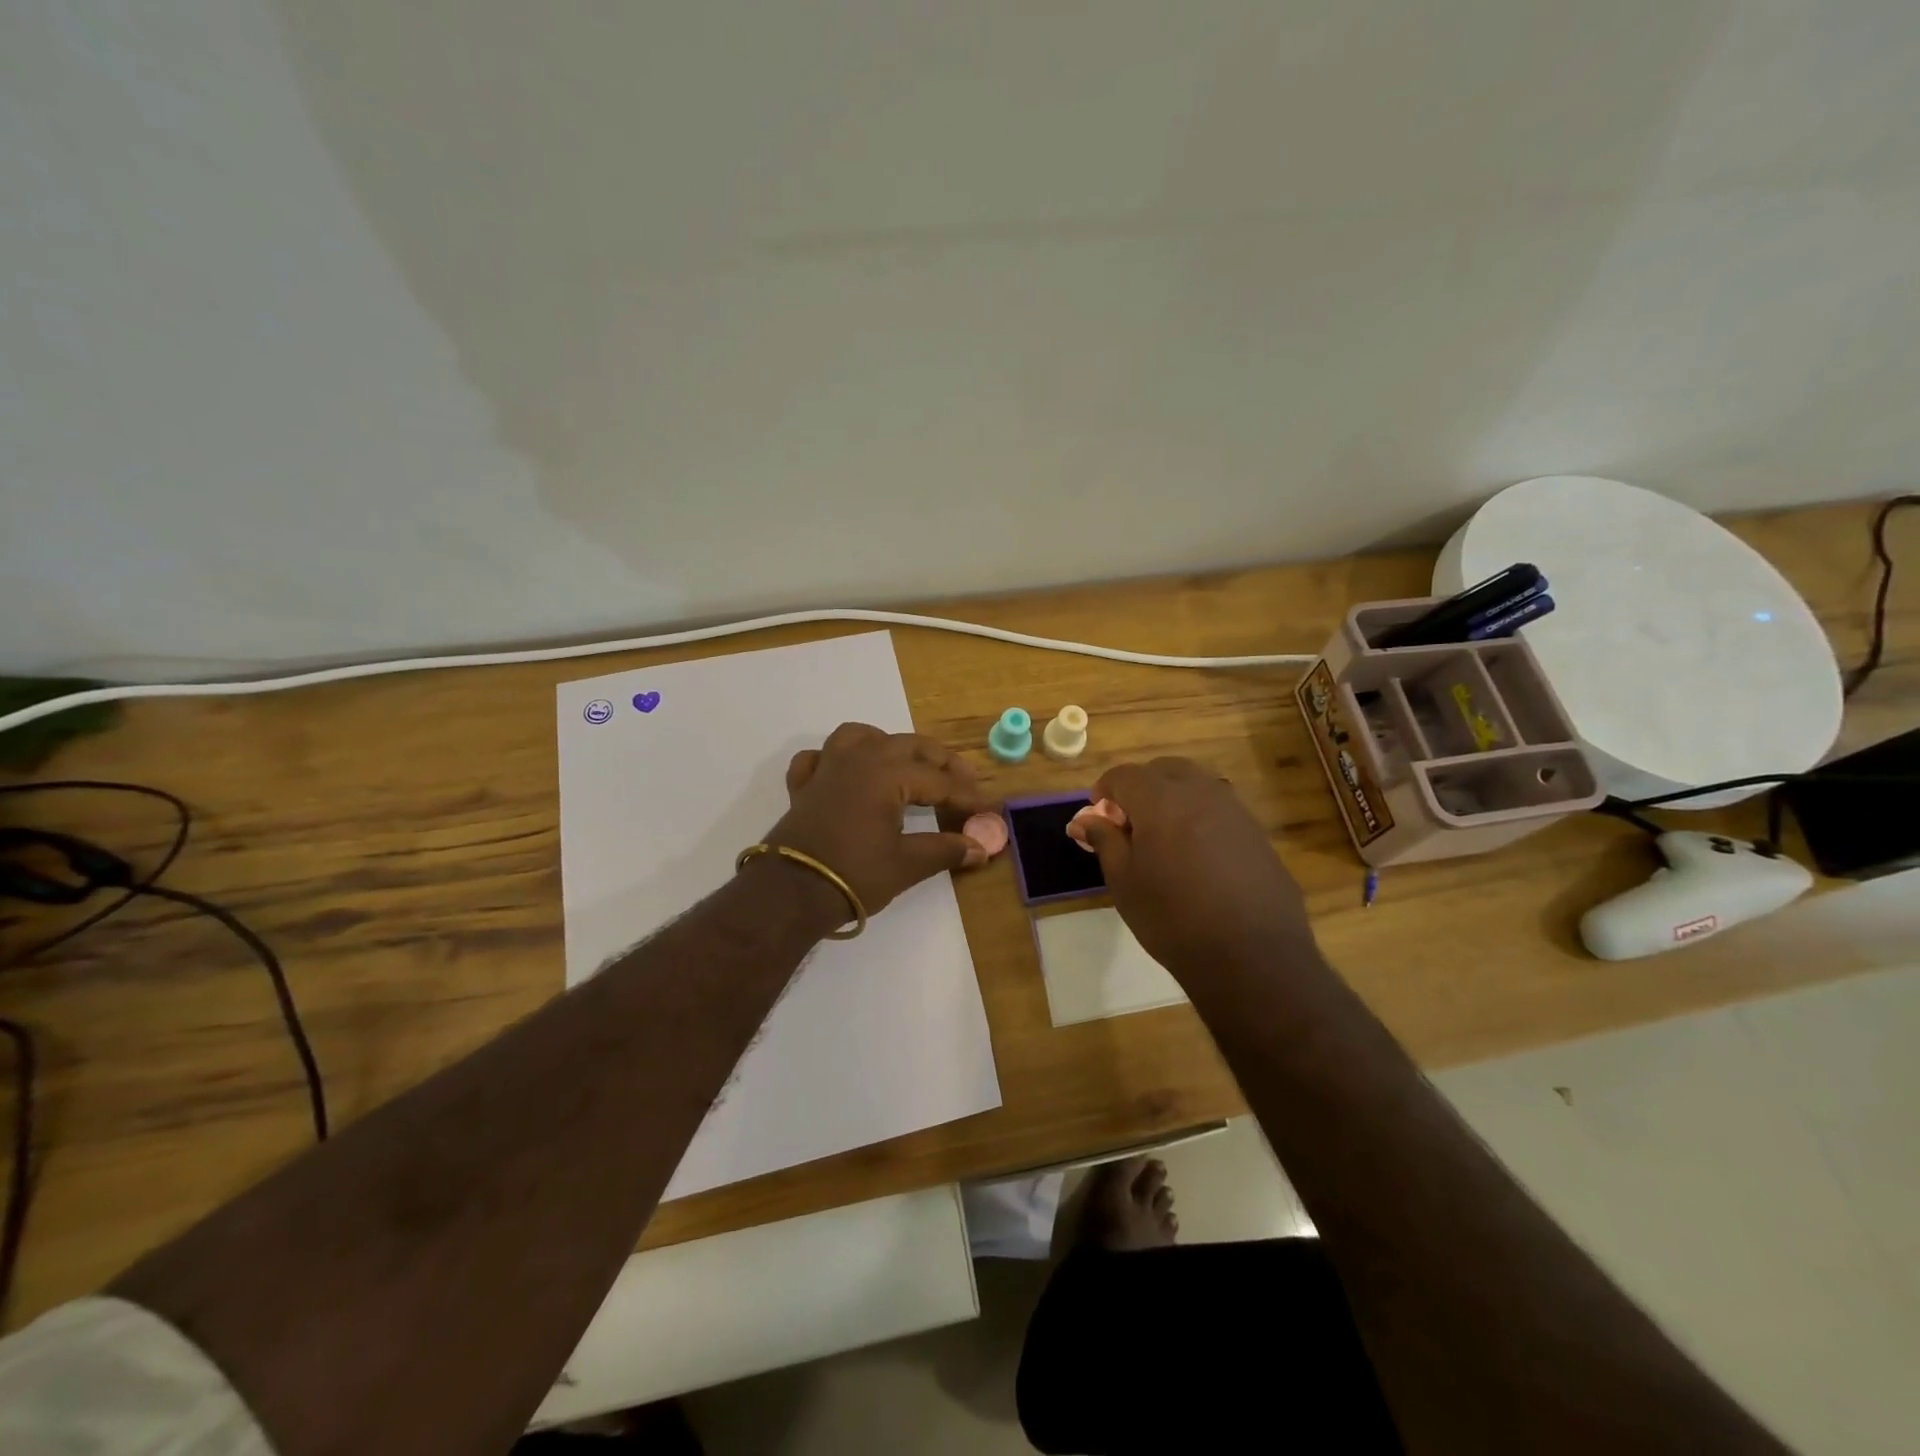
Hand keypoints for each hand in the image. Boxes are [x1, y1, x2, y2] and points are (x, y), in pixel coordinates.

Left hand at [761, 723, 994, 917]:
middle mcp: (858, 759)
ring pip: (860, 736)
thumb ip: (945, 850)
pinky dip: (835, 759)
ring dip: (889, 744)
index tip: (990, 809)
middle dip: (941, 762)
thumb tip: (980, 848)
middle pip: (908, 747)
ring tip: (906, 764)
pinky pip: (819, 757)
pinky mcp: (803, 787)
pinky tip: (846, 773)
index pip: (939, 781)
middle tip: (965, 781)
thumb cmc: (853, 875)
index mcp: (886, 774)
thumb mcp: (906, 865)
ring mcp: (826, 769)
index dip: (968, 796)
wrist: (790, 894)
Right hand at [1072, 758, 1313, 979]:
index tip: (1098, 815)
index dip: (1105, 790)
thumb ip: (1104, 841)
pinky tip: (1197, 857)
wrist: (1252, 957)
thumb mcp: (1124, 882)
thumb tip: (1084, 820)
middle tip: (1129, 823)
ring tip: (1163, 839)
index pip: (1124, 775)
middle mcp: (1200, 793)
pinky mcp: (1257, 833)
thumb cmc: (1173, 918)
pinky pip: (1220, 809)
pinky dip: (1200, 817)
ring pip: (1196, 785)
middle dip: (1141, 787)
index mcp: (1161, 800)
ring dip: (1172, 798)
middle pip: (1163, 770)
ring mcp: (1234, 810)